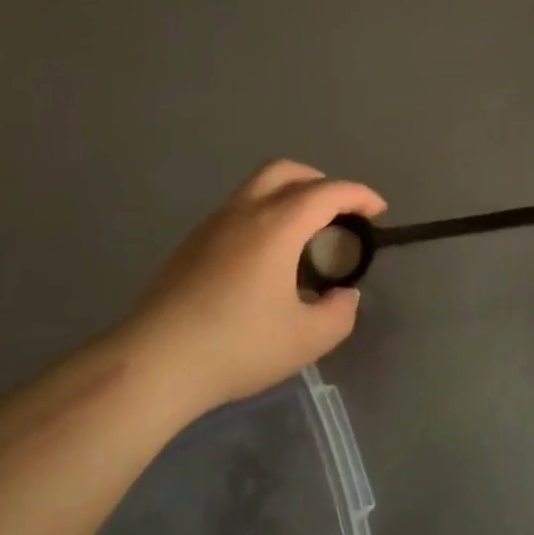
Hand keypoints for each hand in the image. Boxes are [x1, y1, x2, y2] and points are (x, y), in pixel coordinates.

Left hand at [119, 161, 385, 420]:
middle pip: (286, 171)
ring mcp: (211, 225)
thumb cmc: (238, 346)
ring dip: (287, 196)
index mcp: (277, 225)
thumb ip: (339, 313)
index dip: (359, 195)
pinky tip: (264, 258)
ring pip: (256, 188)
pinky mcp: (190, 245)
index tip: (378, 211)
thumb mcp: (307, 340)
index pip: (327, 192)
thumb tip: (343, 296)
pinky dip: (263, 215)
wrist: (155, 363)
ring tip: (304, 234)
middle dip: (320, 181)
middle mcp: (244, 212)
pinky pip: (237, 211)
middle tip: (338, 210)